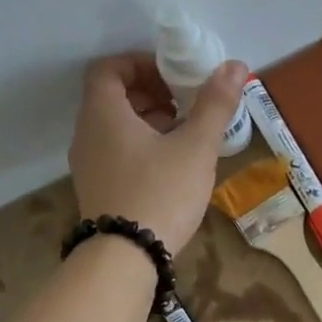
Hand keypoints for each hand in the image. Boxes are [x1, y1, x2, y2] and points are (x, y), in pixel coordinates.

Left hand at [69, 53, 248, 251]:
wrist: (126, 258)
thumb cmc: (161, 193)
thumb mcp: (196, 147)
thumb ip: (215, 105)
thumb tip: (234, 65)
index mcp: (104, 114)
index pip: (109, 68)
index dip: (141, 63)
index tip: (174, 75)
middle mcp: (87, 134)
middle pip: (112, 97)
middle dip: (151, 92)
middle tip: (186, 103)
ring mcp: (88, 165)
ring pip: (115, 127)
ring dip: (148, 121)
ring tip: (185, 134)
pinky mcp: (97, 190)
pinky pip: (116, 152)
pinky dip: (141, 146)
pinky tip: (172, 166)